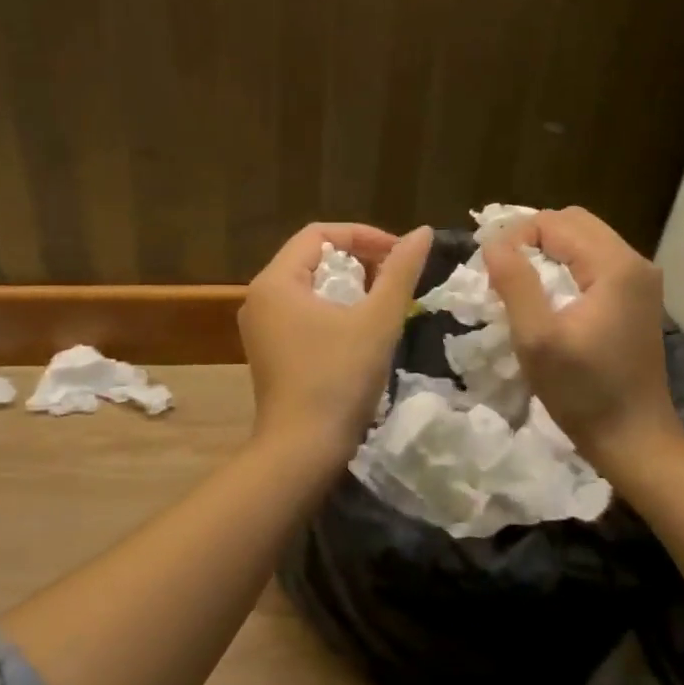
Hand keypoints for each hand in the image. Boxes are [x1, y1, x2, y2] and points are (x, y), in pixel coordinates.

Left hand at [239, 222, 432, 464]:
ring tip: (382, 299)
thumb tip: (423, 232)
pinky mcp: (270, 350)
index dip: (364, 235)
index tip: (400, 253)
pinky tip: (359, 328)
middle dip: (357, 259)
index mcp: (276, 281)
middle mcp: (260, 297)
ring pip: (309, 286)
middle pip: (312, 257)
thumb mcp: (376, 321)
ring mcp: (262, 327)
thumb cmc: (338, 379)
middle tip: (394, 275)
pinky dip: (332, 308)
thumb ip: (400, 272)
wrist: (302, 451)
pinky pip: (302, 311)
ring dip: (348, 284)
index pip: (320, 234)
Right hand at [481, 207, 683, 467]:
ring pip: (583, 241)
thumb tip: (493, 243)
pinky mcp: (636, 298)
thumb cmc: (583, 392)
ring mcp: (640, 280)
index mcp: (615, 265)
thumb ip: (515, 283)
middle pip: (573, 223)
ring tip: (519, 284)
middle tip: (502, 272)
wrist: (634, 438)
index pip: (554, 222)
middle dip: (531, 239)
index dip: (516, 237)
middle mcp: (634, 262)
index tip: (492, 272)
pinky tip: (546, 297)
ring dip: (547, 253)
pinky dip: (565, 268)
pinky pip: (593, 263)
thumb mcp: (537, 339)